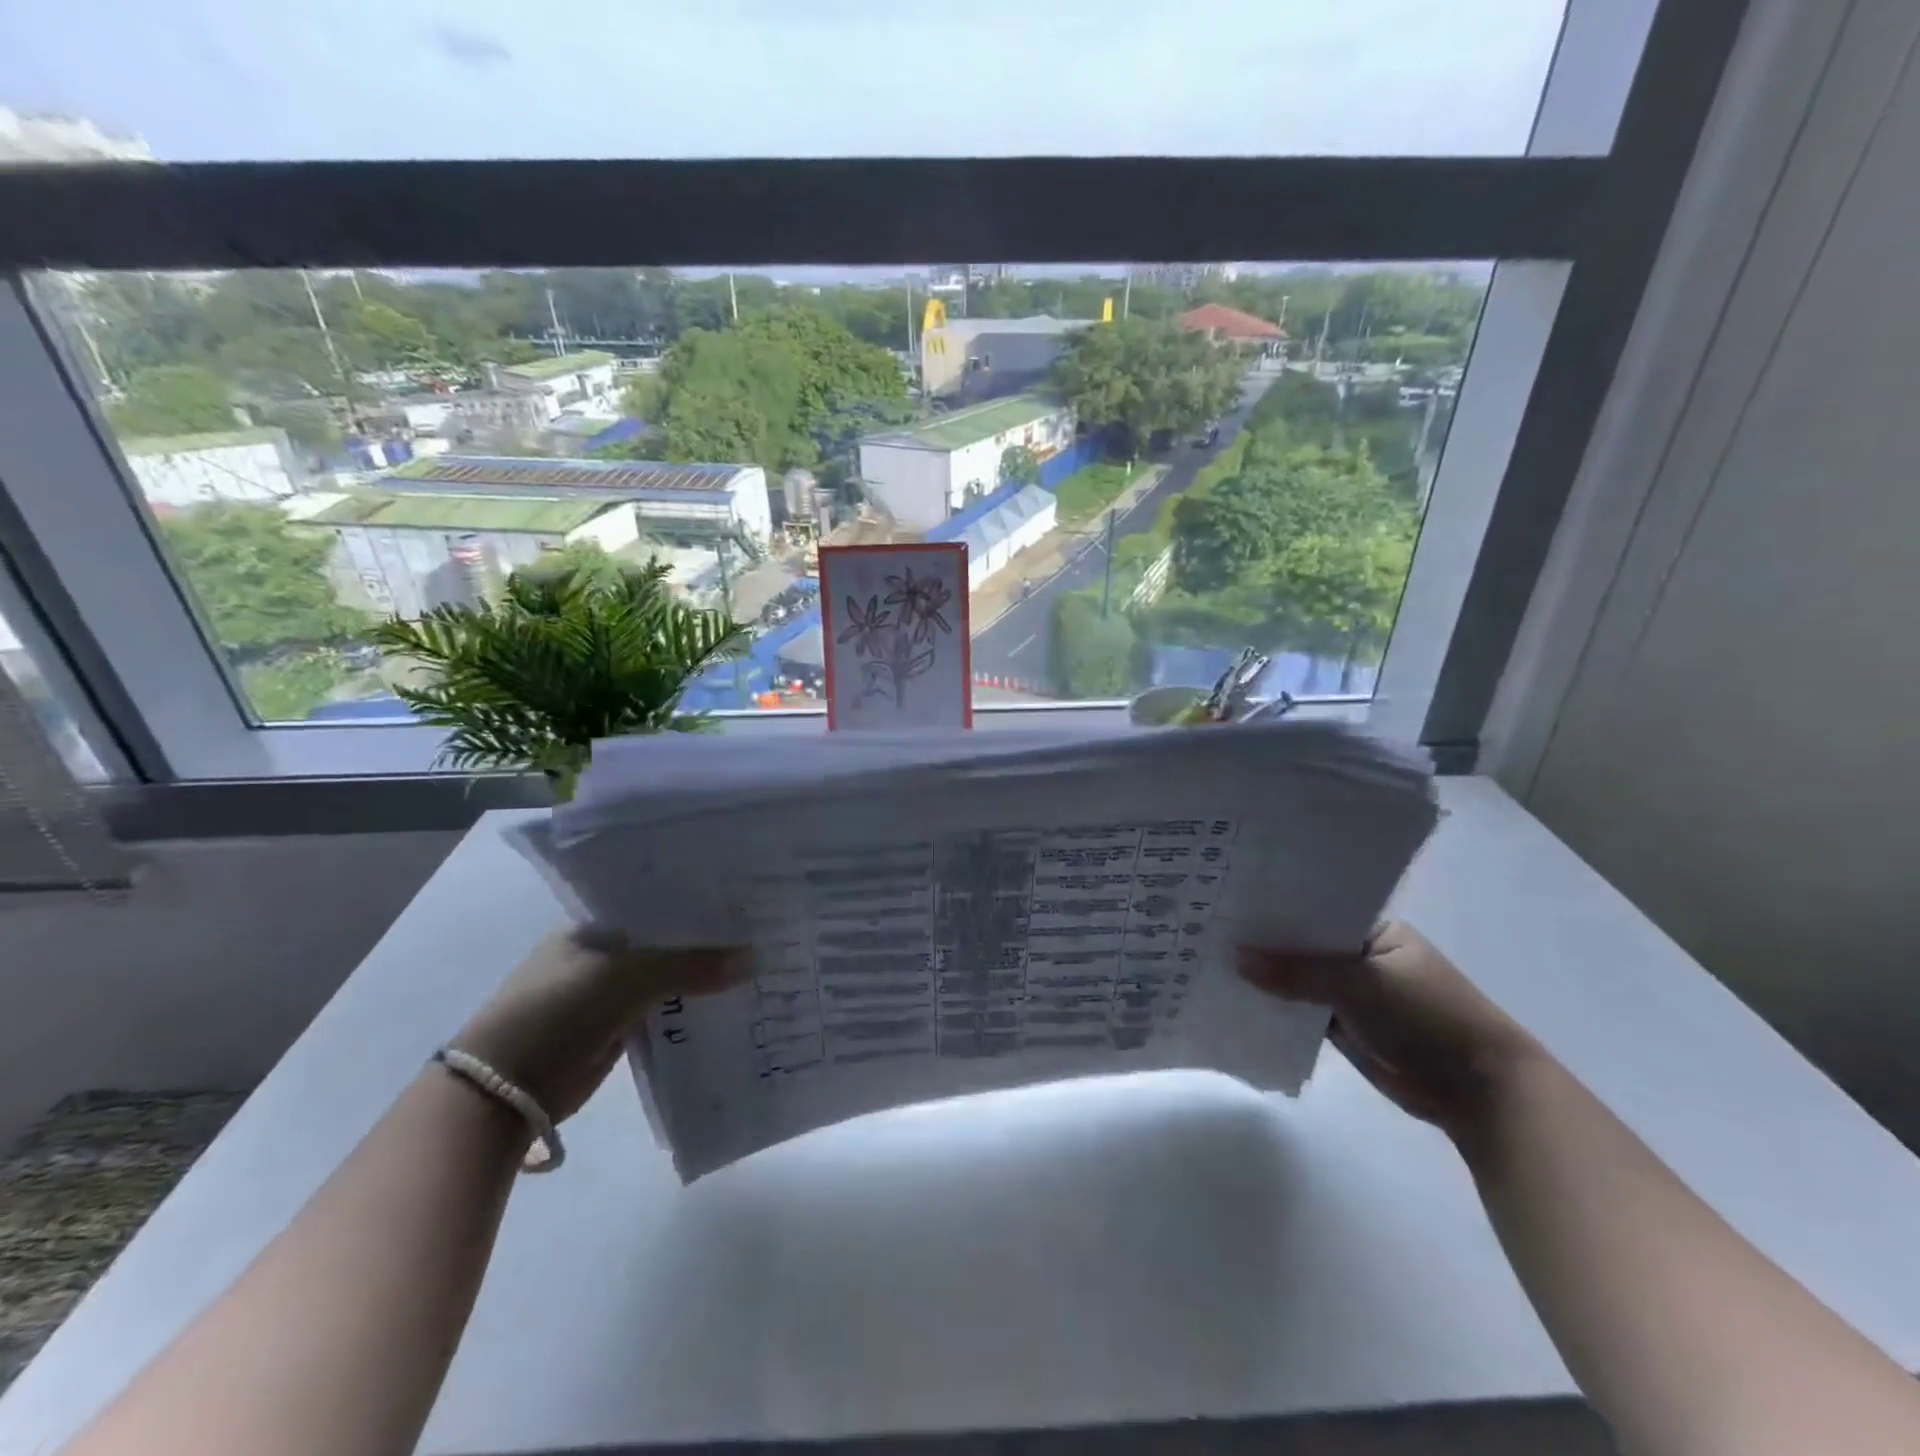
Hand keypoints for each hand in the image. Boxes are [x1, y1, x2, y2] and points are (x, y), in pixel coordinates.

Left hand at [452, 926, 744, 1123]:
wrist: (503, 1090)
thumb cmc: (557, 1012)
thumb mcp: (628, 978)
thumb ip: (690, 965)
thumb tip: (752, 958)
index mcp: (593, 926)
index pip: (654, 902)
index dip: (694, 901)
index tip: (740, 899)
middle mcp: (600, 954)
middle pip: (664, 940)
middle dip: (704, 940)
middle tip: (758, 929)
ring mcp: (606, 993)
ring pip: (666, 976)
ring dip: (699, 975)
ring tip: (754, 960)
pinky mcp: (614, 1028)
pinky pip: (662, 1010)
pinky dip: (688, 1007)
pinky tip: (727, 999)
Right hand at [1238, 921, 1544, 1136]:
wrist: (1477, 1090)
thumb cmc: (1426, 1016)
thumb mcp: (1360, 984)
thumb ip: (1297, 972)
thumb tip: (1236, 957)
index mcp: (1374, 929)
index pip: (1314, 909)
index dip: (1275, 907)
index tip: (1228, 900)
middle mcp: (1360, 955)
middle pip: (1302, 944)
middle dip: (1264, 942)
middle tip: (1207, 926)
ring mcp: (1352, 991)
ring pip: (1299, 978)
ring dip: (1267, 976)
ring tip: (1209, 958)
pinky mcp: (1345, 1025)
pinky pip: (1302, 1009)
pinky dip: (1277, 1006)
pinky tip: (1236, 996)